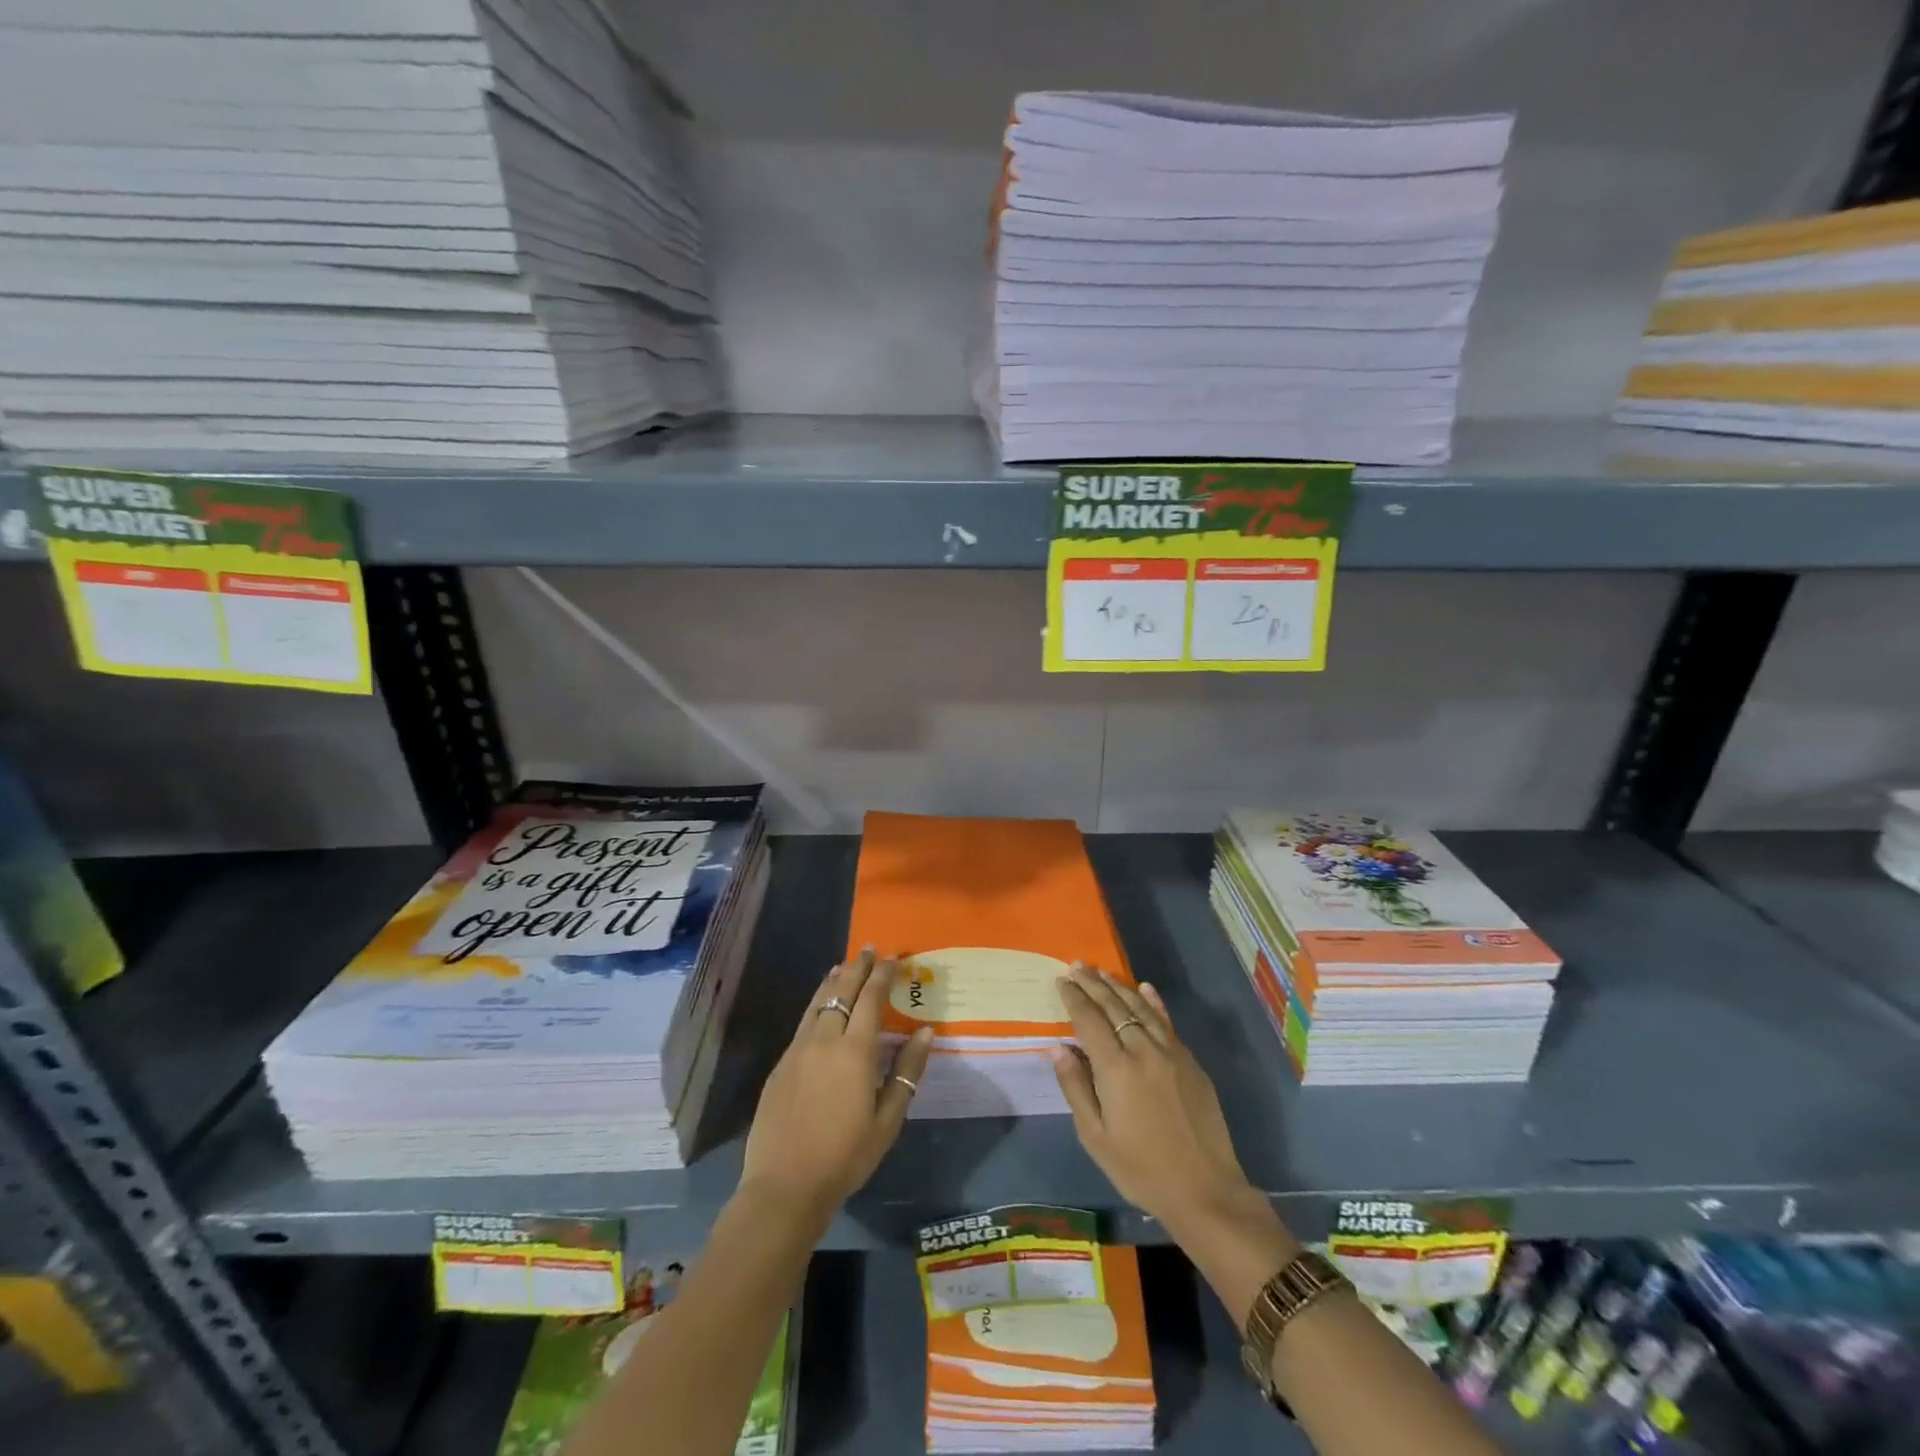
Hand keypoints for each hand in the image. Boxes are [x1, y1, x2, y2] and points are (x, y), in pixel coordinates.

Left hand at [740, 949, 933, 1221]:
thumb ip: (907, 1071)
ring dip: (834, 980)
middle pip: (841, 991)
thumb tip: (926, 1032)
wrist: (784, 1185)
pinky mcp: (781, 1064)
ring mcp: (798, 1050)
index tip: (893, 958)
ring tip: (844, 965)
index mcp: (855, 1050)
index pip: (870, 998)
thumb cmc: (845, 1156)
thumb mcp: (888, 1120)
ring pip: (818, 1002)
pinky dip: (817, 1003)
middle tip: (869, 949)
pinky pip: (804, 1021)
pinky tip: (821, 1006)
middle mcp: (824, 1039)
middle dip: (857, 967)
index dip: (882, 975)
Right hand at [1050, 963, 1260, 1237]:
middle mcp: (1144, 1050)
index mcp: (1116, 1068)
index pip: (1089, 1020)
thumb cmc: (1141, 1169)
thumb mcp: (1095, 1137)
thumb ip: (1076, 1087)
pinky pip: (1167, 1022)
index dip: (1074, 998)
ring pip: (1141, 1008)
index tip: (1061, 981)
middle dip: (1093, 984)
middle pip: (1114, 1006)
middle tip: (1077, 965)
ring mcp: (1171, 1053)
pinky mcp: (1190, 1062)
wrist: (1205, 1190)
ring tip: (1101, 972)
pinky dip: (1154, 1002)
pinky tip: (1145, 989)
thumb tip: (1058, 1047)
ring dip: (1119, 987)